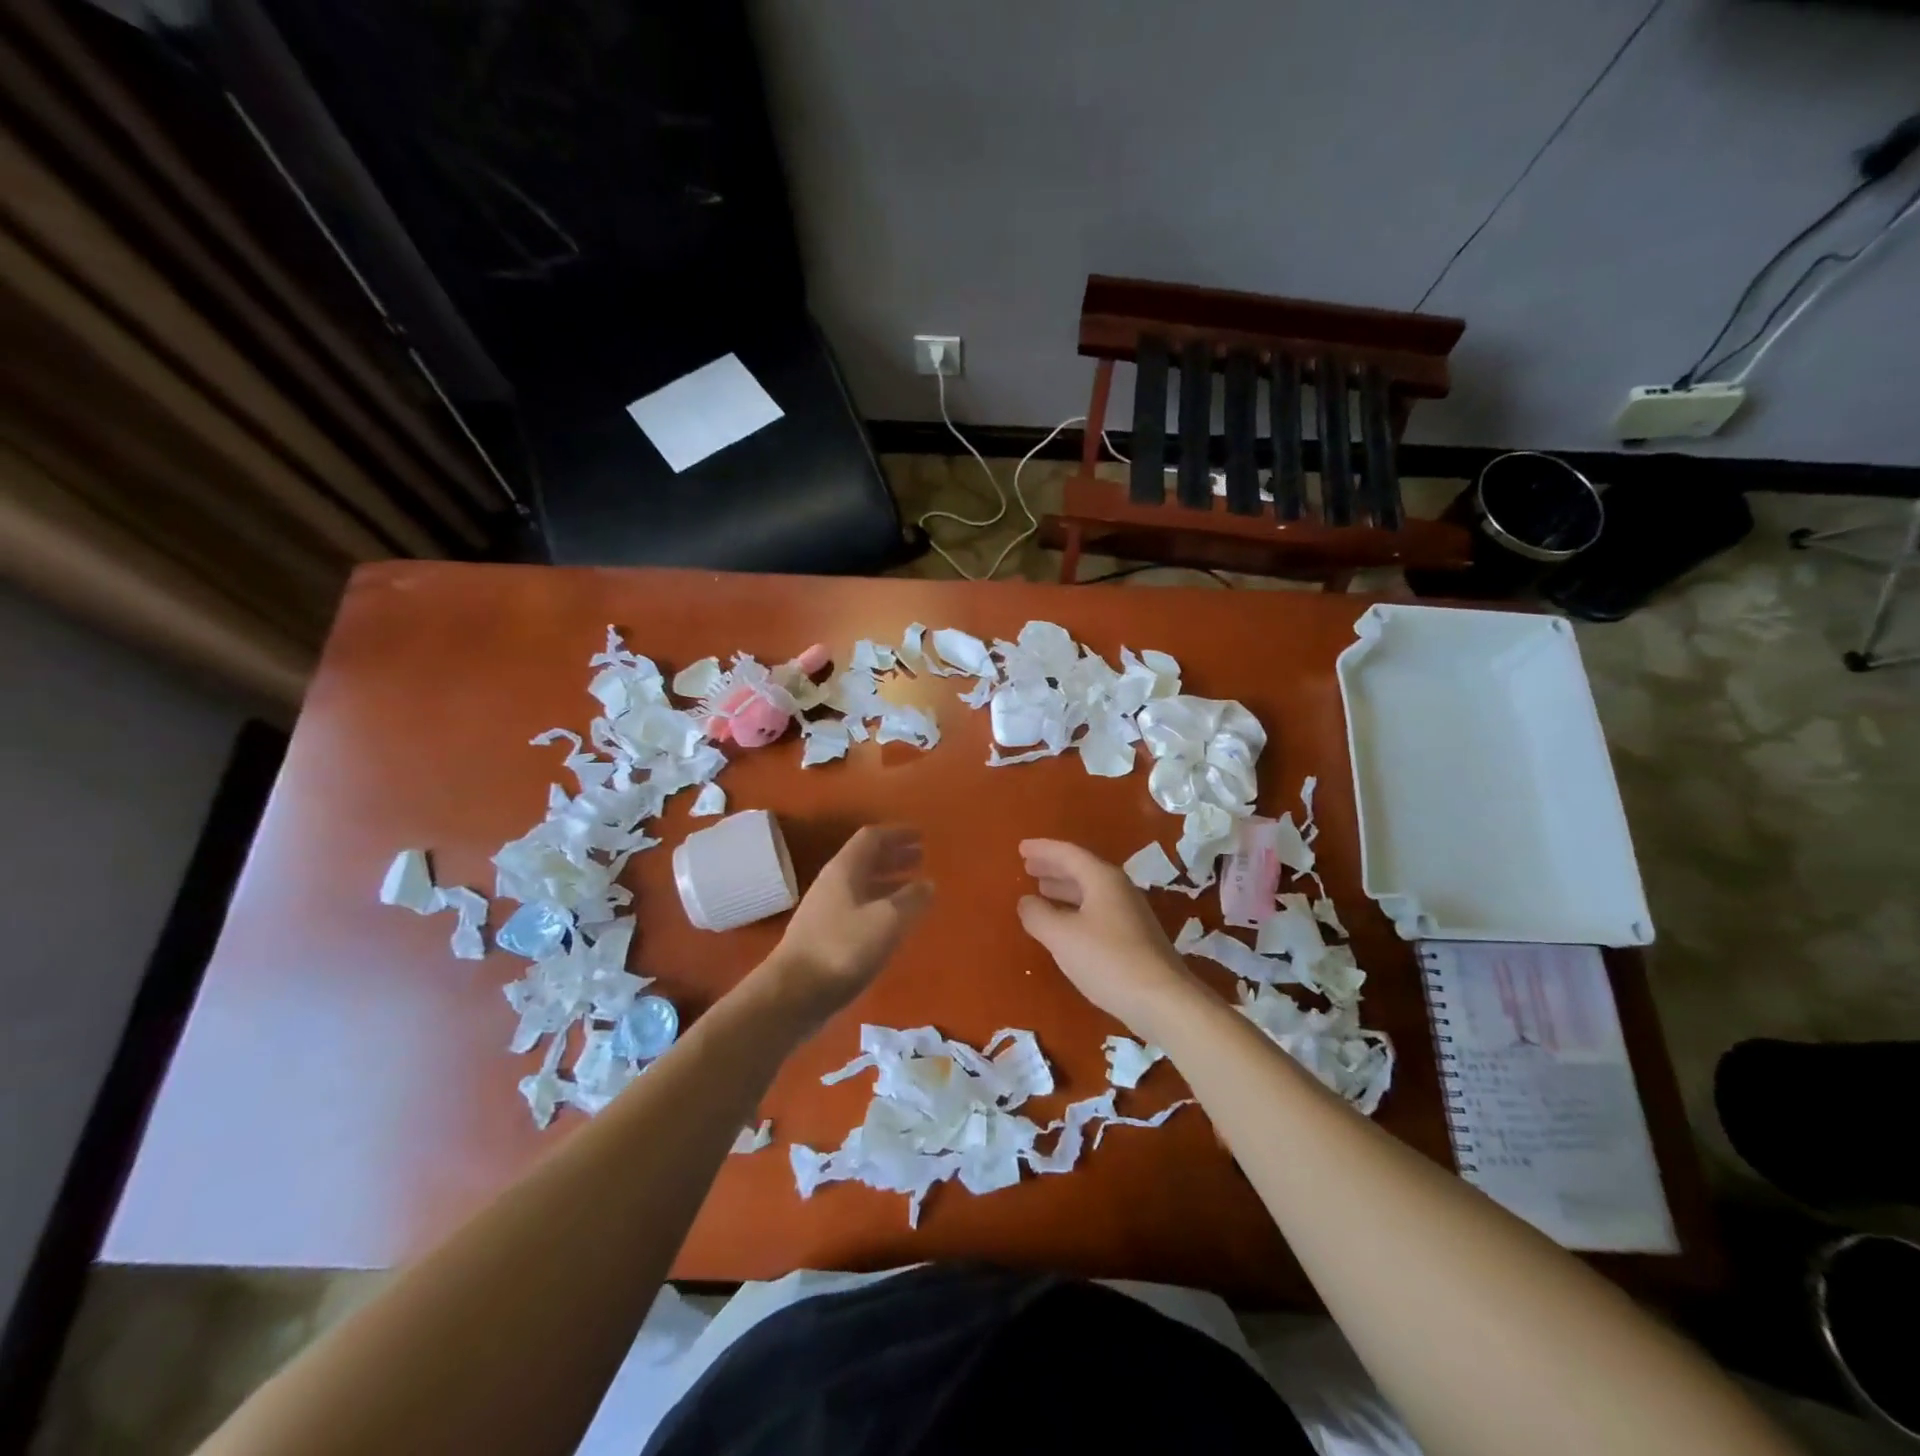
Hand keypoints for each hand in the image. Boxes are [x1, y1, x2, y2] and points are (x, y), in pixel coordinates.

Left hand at [764, 825, 932, 1028]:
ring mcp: (825, 911)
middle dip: (894, 856)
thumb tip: (927, 883)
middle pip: (866, 860)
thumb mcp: (886, 921)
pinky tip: (891, 922)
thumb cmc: (842, 949)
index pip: (872, 838)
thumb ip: (911, 899)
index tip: (921, 836)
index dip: (897, 834)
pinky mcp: (824, 936)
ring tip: (913, 888)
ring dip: (888, 881)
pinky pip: (858, 908)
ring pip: (862, 885)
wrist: (793, 994)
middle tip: (921, 858)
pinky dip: (879, 906)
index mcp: (845, 870)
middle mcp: (833, 884)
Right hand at [1016, 839, 1200, 1034]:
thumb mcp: (1062, 936)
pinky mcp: (1134, 938)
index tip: (1021, 848)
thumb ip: (1038, 915)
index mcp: (1102, 879)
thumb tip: (1026, 902)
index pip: (1068, 854)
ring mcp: (1130, 914)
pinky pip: (1097, 910)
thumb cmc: (1108, 960)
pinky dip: (1076, 908)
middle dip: (1053, 867)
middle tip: (1028, 866)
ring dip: (1064, 888)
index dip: (1043, 850)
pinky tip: (1065, 924)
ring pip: (1090, 891)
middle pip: (1081, 869)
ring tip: (1041, 890)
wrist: (1163, 1000)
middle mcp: (1119, 889)